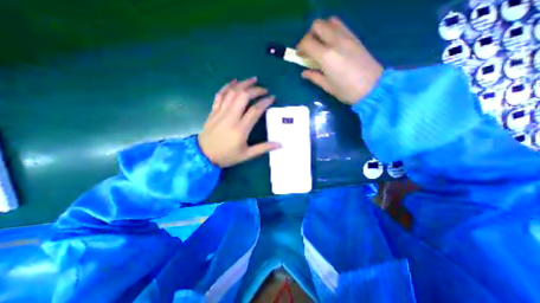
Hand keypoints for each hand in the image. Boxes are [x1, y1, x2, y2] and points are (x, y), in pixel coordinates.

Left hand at [198, 77, 279, 167]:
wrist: (203, 156)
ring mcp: (220, 112)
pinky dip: (227, 86)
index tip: (272, 98)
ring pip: (232, 93)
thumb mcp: (246, 155)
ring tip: (252, 79)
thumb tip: (279, 144)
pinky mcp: (213, 111)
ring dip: (243, 84)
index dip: (265, 102)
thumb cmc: (226, 156)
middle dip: (255, 90)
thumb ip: (263, 148)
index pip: (255, 111)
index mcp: (240, 129)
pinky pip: (220, 95)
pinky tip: (233, 81)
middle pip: (243, 97)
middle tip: (264, 89)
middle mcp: (230, 117)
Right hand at [295, 16, 382, 103]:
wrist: (373, 87)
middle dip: (309, 35)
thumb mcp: (327, 86)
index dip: (300, 47)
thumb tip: (304, 73)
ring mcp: (347, 37)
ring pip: (330, 21)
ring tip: (320, 44)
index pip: (307, 42)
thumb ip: (314, 76)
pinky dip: (332, 30)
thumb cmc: (347, 90)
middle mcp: (336, 41)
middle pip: (318, 25)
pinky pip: (341, 26)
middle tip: (309, 48)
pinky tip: (331, 43)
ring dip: (321, 30)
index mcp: (326, 56)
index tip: (299, 54)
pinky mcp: (355, 38)